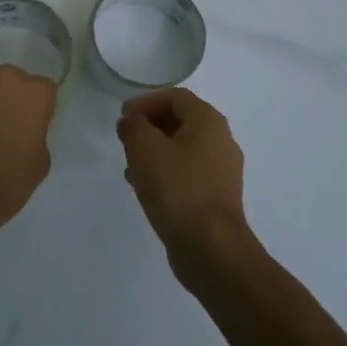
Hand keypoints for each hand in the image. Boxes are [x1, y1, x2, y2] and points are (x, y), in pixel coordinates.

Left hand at [0, 57, 55, 236]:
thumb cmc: (4, 185)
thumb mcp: (40, 160)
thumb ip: (36, 128)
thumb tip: (24, 120)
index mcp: (35, 93)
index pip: (40, 89)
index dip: (32, 107)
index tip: (23, 122)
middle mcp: (5, 74)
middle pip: (10, 77)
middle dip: (5, 94)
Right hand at [116, 88, 251, 274]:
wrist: (211, 248)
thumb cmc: (177, 188)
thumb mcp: (144, 148)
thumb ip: (133, 126)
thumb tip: (132, 121)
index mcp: (208, 121)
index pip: (175, 97)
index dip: (146, 101)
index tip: (123, 117)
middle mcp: (221, 141)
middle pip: (181, 121)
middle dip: (150, 126)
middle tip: (126, 139)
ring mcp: (223, 171)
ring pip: (183, 149)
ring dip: (155, 151)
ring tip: (130, 166)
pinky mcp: (217, 197)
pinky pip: (188, 173)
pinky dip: (166, 172)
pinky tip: (146, 189)